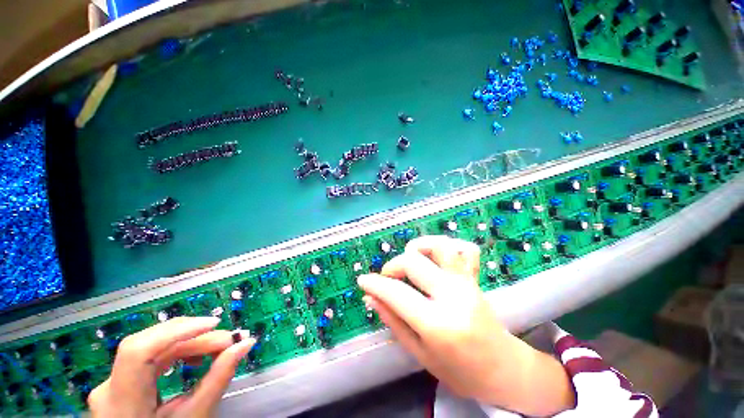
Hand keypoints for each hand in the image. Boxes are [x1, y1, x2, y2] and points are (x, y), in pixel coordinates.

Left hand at [88, 317, 253, 417]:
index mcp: (122, 402)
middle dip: (193, 336)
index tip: (214, 324)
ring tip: (217, 347)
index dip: (176, 331)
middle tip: (227, 340)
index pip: (139, 351)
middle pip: (150, 344)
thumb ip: (218, 378)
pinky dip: (178, 351)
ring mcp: (112, 383)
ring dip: (189, 342)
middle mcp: (109, 387)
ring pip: (152, 347)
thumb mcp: (195, 416)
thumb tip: (246, 343)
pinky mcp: (122, 381)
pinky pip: (151, 356)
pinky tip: (195, 357)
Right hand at [358, 235, 573, 415]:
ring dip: (419, 247)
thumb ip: (393, 321)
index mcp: (438, 324)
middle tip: (387, 278)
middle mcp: (453, 295)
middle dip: (392, 266)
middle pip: (413, 262)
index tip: (363, 280)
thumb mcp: (419, 353)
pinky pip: (465, 248)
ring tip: (411, 260)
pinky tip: (437, 256)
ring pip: (439, 246)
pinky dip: (449, 245)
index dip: (375, 284)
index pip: (396, 293)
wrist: (503, 369)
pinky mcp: (475, 277)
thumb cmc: (459, 370)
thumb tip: (370, 298)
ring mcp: (466, 282)